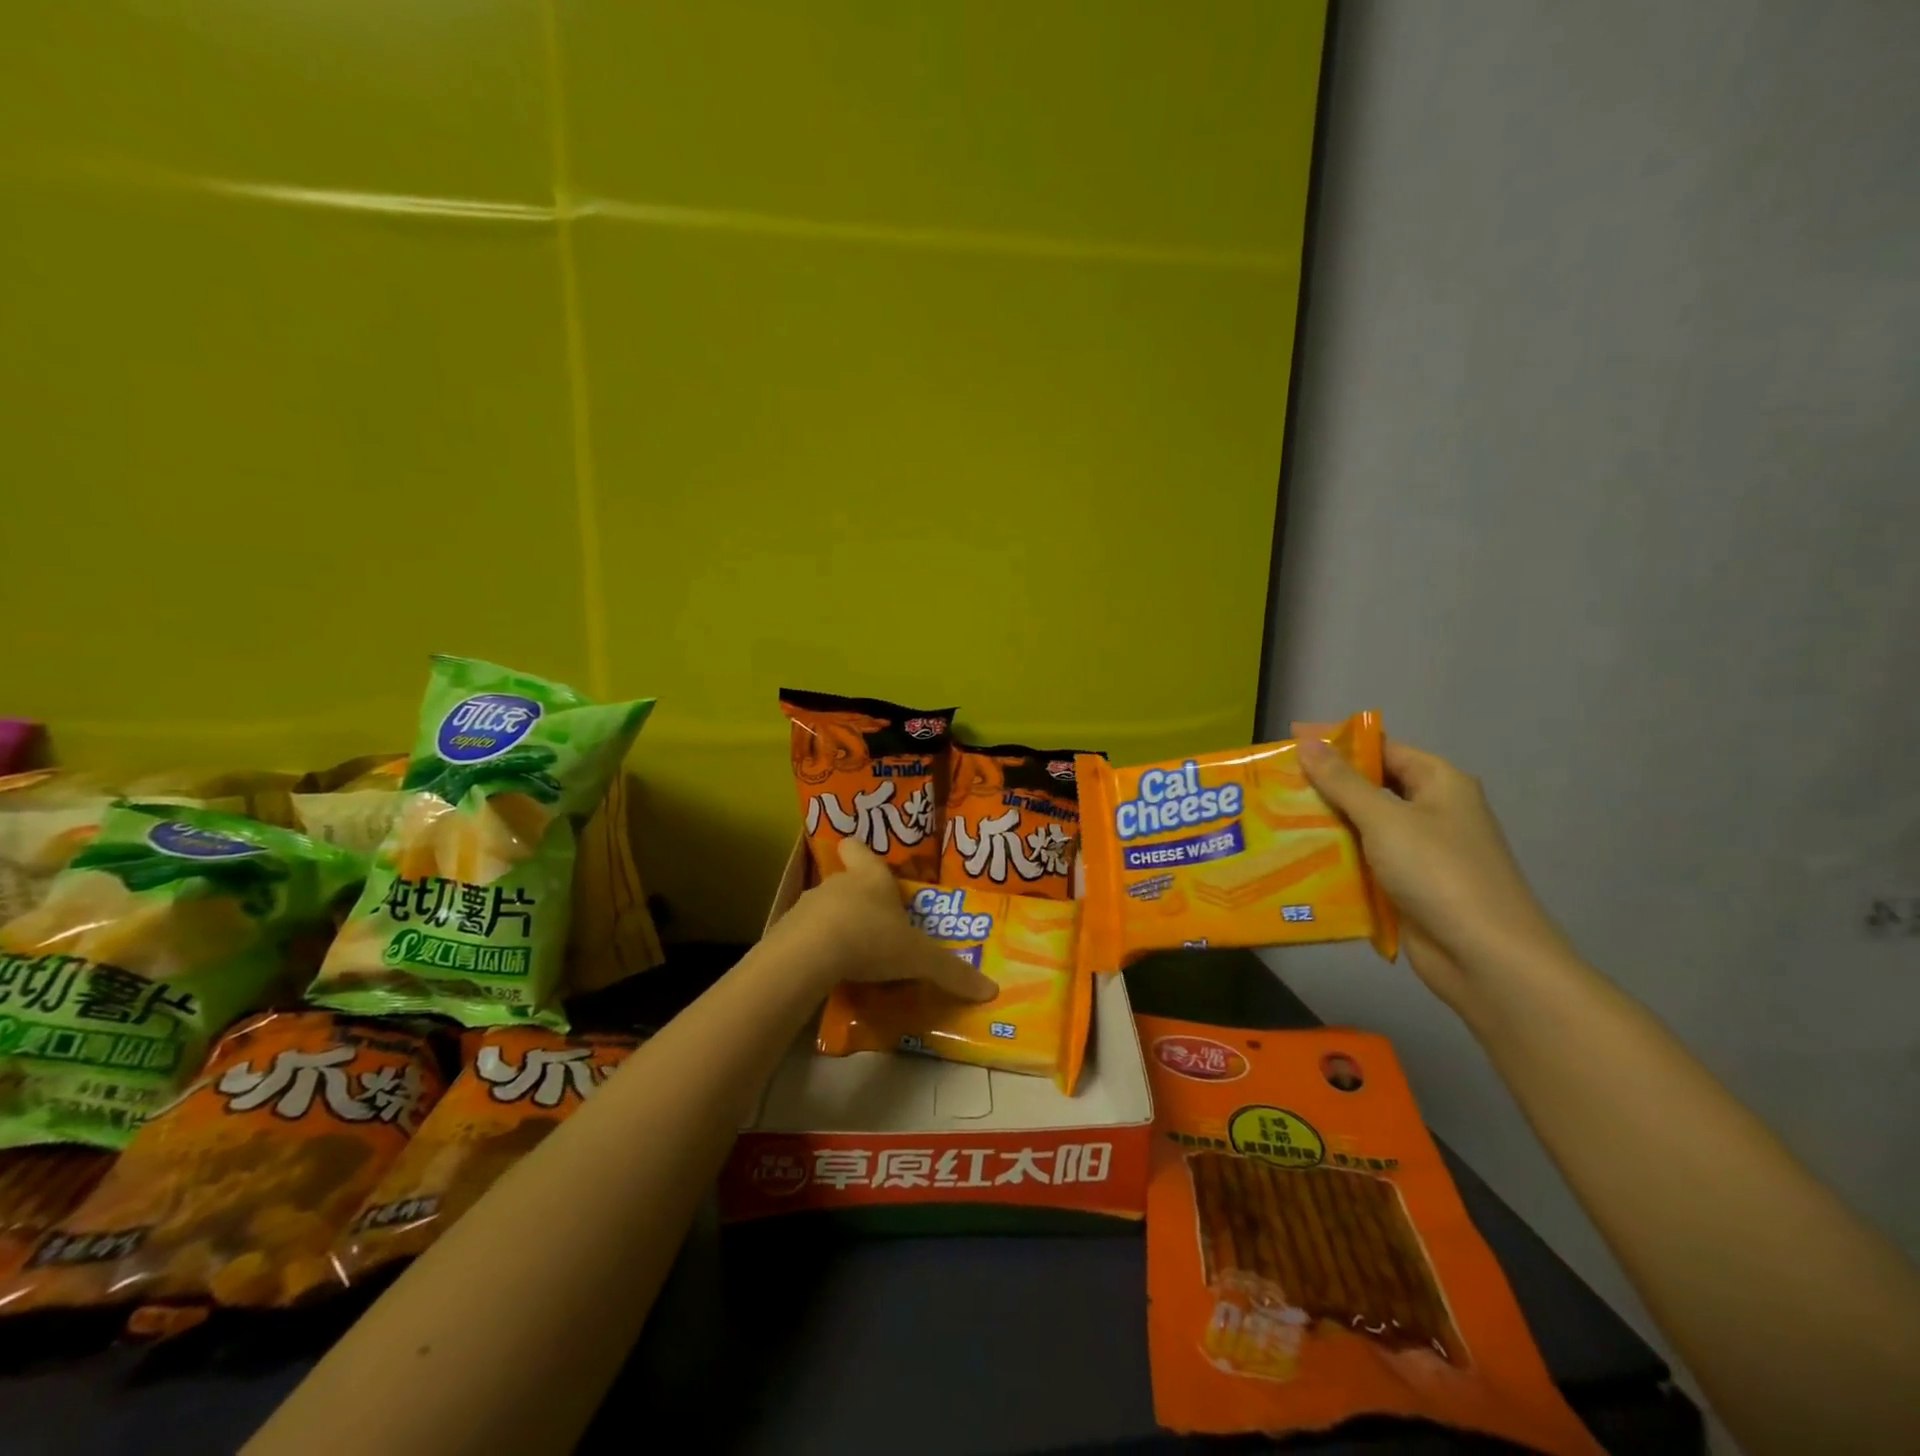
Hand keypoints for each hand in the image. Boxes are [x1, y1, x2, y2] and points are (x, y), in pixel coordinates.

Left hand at [768, 839, 997, 1001]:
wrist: (809, 955)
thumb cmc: (872, 940)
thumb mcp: (918, 959)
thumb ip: (951, 973)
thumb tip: (991, 990)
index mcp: (872, 879)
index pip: (860, 850)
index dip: (860, 851)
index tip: (858, 852)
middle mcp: (839, 884)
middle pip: (847, 881)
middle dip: (859, 899)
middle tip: (875, 923)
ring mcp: (809, 906)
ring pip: (825, 908)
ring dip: (836, 925)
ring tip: (851, 954)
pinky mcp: (787, 932)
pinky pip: (805, 936)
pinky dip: (815, 949)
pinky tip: (826, 971)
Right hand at [1297, 735, 1571, 1008]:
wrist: (1483, 956)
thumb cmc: (1438, 872)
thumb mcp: (1385, 819)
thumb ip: (1343, 781)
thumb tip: (1307, 741)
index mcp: (1439, 784)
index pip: (1383, 750)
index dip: (1338, 745)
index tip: (1290, 745)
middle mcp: (1432, 812)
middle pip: (1370, 789)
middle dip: (1324, 788)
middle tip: (1273, 785)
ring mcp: (1420, 853)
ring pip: (1363, 828)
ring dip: (1325, 826)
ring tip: (1273, 821)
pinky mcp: (1406, 887)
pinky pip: (1364, 863)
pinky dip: (1335, 861)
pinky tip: (1295, 860)